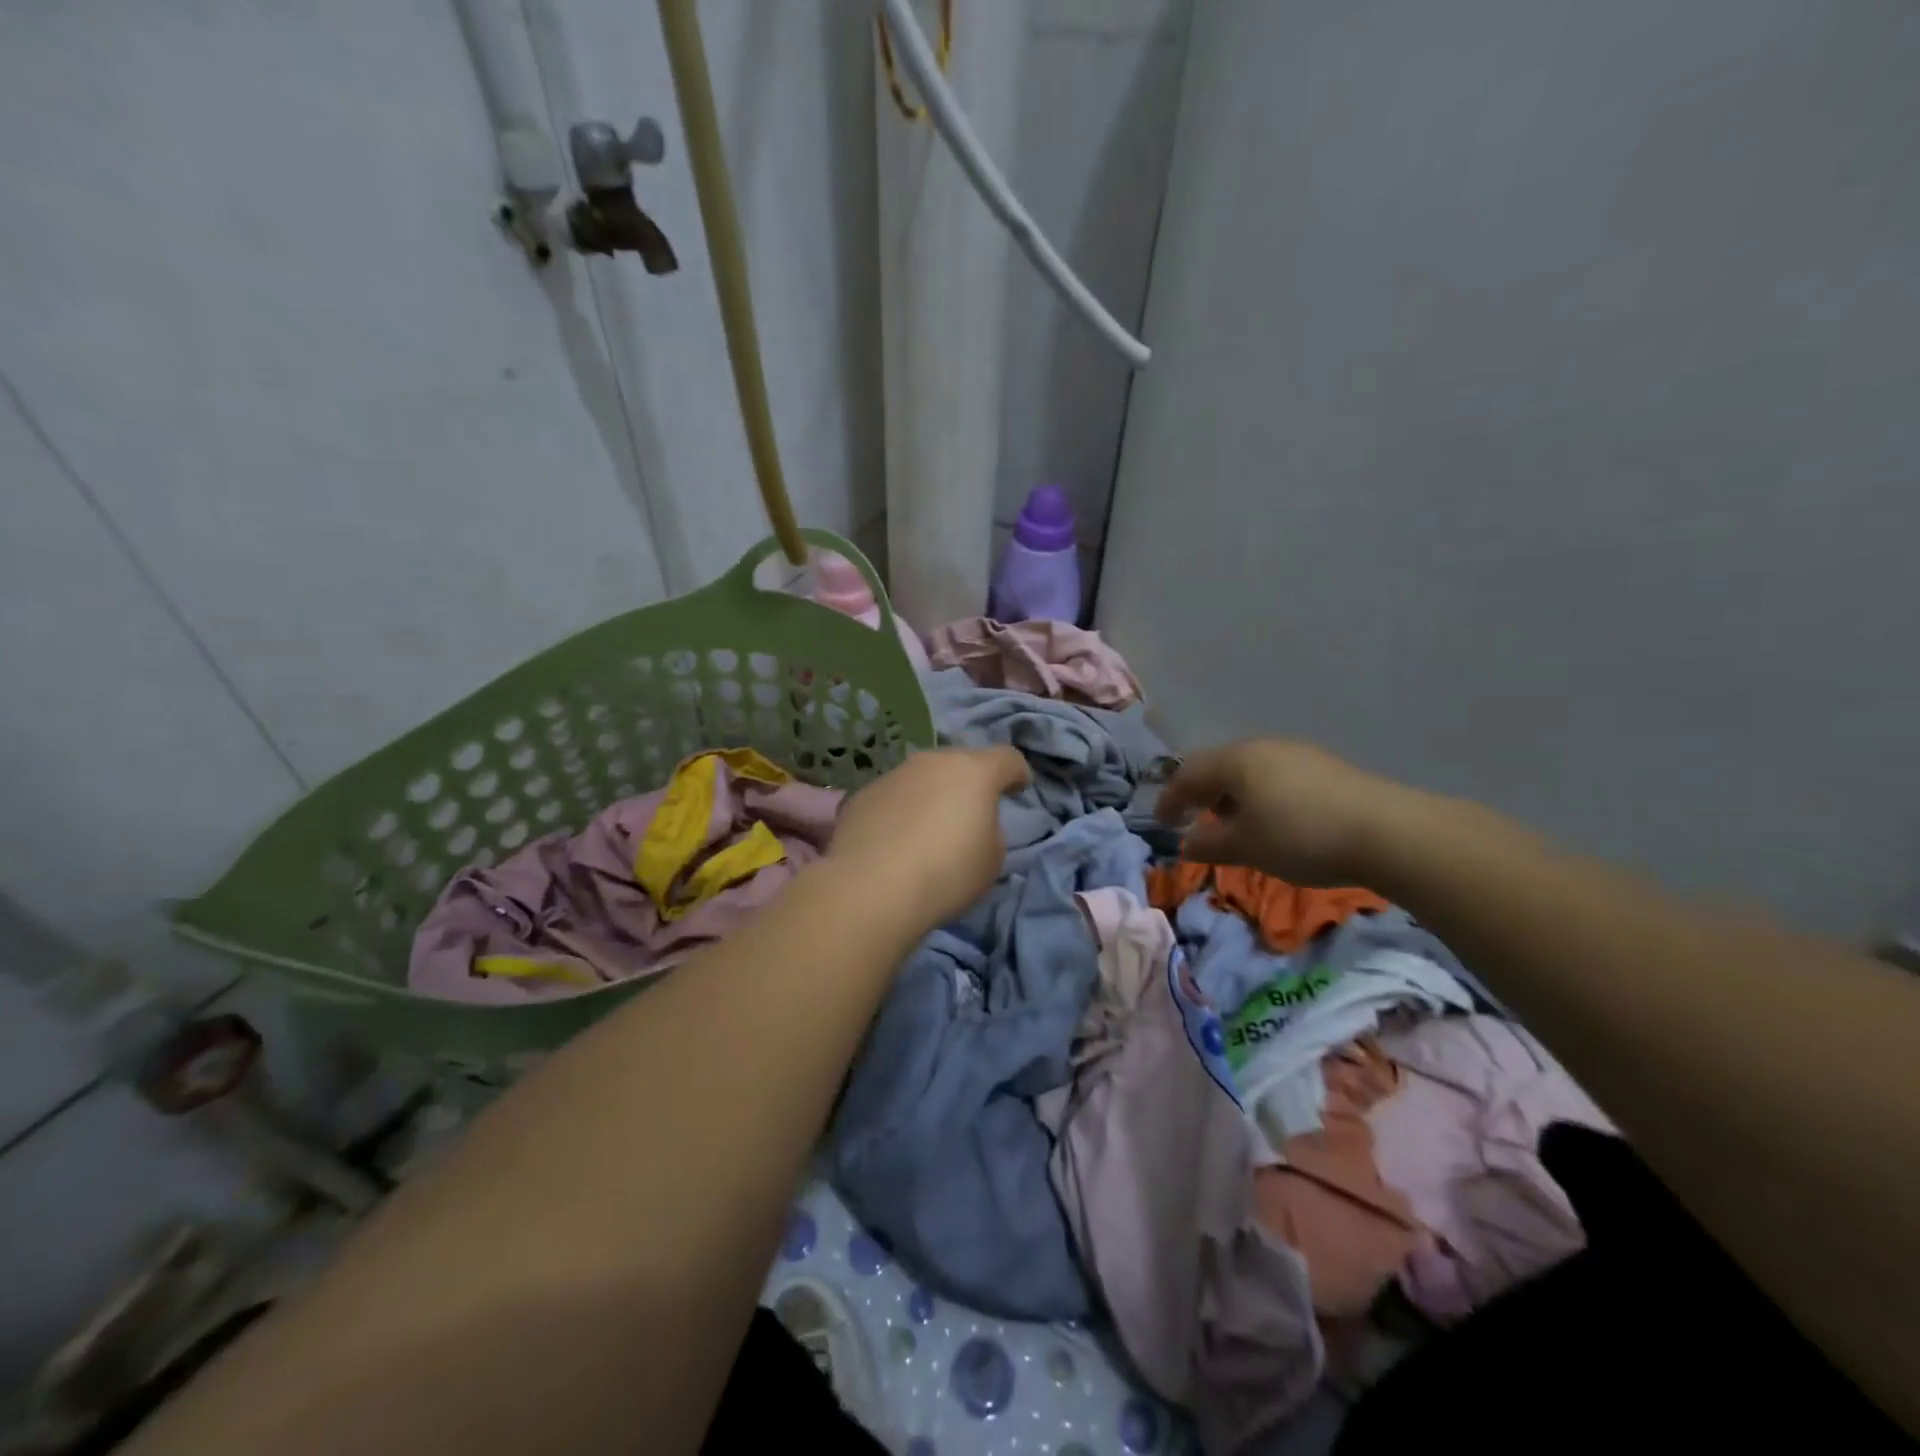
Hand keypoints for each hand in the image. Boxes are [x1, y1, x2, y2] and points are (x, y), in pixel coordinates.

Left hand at [830, 747, 1030, 925]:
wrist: (871, 887)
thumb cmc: (946, 872)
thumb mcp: (991, 859)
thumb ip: (990, 831)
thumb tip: (973, 824)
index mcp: (974, 771)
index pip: (1007, 758)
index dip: (1017, 772)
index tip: (1019, 787)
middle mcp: (932, 762)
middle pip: (961, 763)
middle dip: (970, 784)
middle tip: (971, 813)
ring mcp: (893, 775)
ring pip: (923, 778)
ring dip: (932, 796)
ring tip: (929, 831)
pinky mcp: (862, 795)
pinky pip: (893, 797)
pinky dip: (901, 812)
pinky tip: (896, 842)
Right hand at [1155, 739, 1417, 886]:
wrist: (1387, 832)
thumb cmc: (1300, 836)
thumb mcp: (1245, 847)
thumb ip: (1208, 844)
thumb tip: (1187, 843)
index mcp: (1236, 760)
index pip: (1188, 773)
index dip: (1170, 799)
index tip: (1162, 824)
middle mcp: (1263, 748)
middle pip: (1219, 767)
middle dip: (1201, 794)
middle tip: (1193, 821)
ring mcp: (1297, 754)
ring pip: (1250, 772)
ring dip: (1232, 797)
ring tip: (1233, 825)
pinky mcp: (1324, 769)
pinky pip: (1276, 778)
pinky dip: (1260, 797)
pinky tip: (1273, 821)